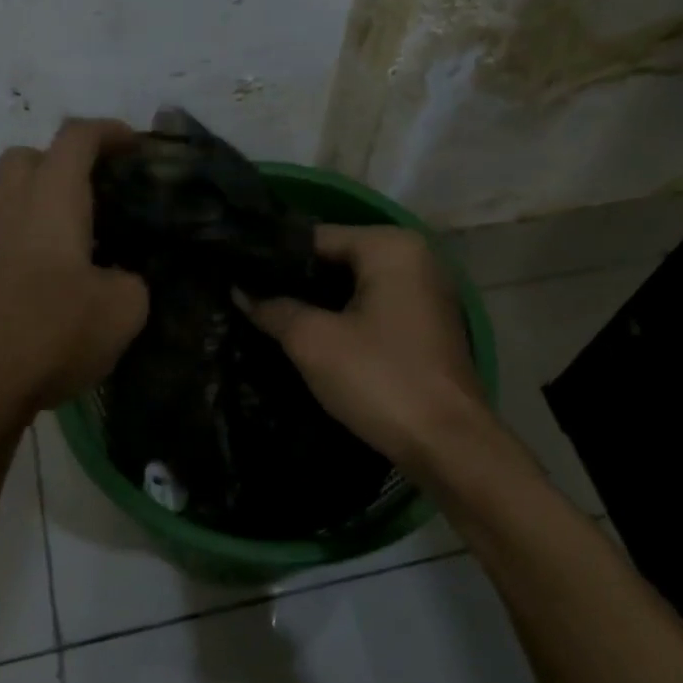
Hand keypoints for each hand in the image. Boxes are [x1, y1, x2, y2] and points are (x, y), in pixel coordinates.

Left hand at [0, 118, 149, 419]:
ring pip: (5, 193)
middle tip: (96, 191)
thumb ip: (132, 281)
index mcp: (52, 199)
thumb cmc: (53, 332)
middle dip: (63, 161)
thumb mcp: (124, 309)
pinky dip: (22, 234)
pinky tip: (47, 274)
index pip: (77, 138)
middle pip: (28, 156)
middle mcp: (10, 206)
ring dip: (37, 197)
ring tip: (72, 233)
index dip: (109, 132)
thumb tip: (120, 278)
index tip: (134, 146)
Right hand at [237, 225, 486, 469]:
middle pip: (336, 259)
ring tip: (268, 317)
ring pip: (353, 286)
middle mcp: (415, 257)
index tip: (236, 276)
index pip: (315, 237)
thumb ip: (274, 309)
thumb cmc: (379, 379)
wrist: (447, 445)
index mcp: (391, 246)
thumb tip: (241, 292)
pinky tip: (309, 336)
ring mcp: (425, 292)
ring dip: (316, 303)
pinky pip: (372, 308)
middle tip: (246, 299)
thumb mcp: (313, 341)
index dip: (272, 259)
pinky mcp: (425, 325)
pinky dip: (343, 318)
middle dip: (294, 281)